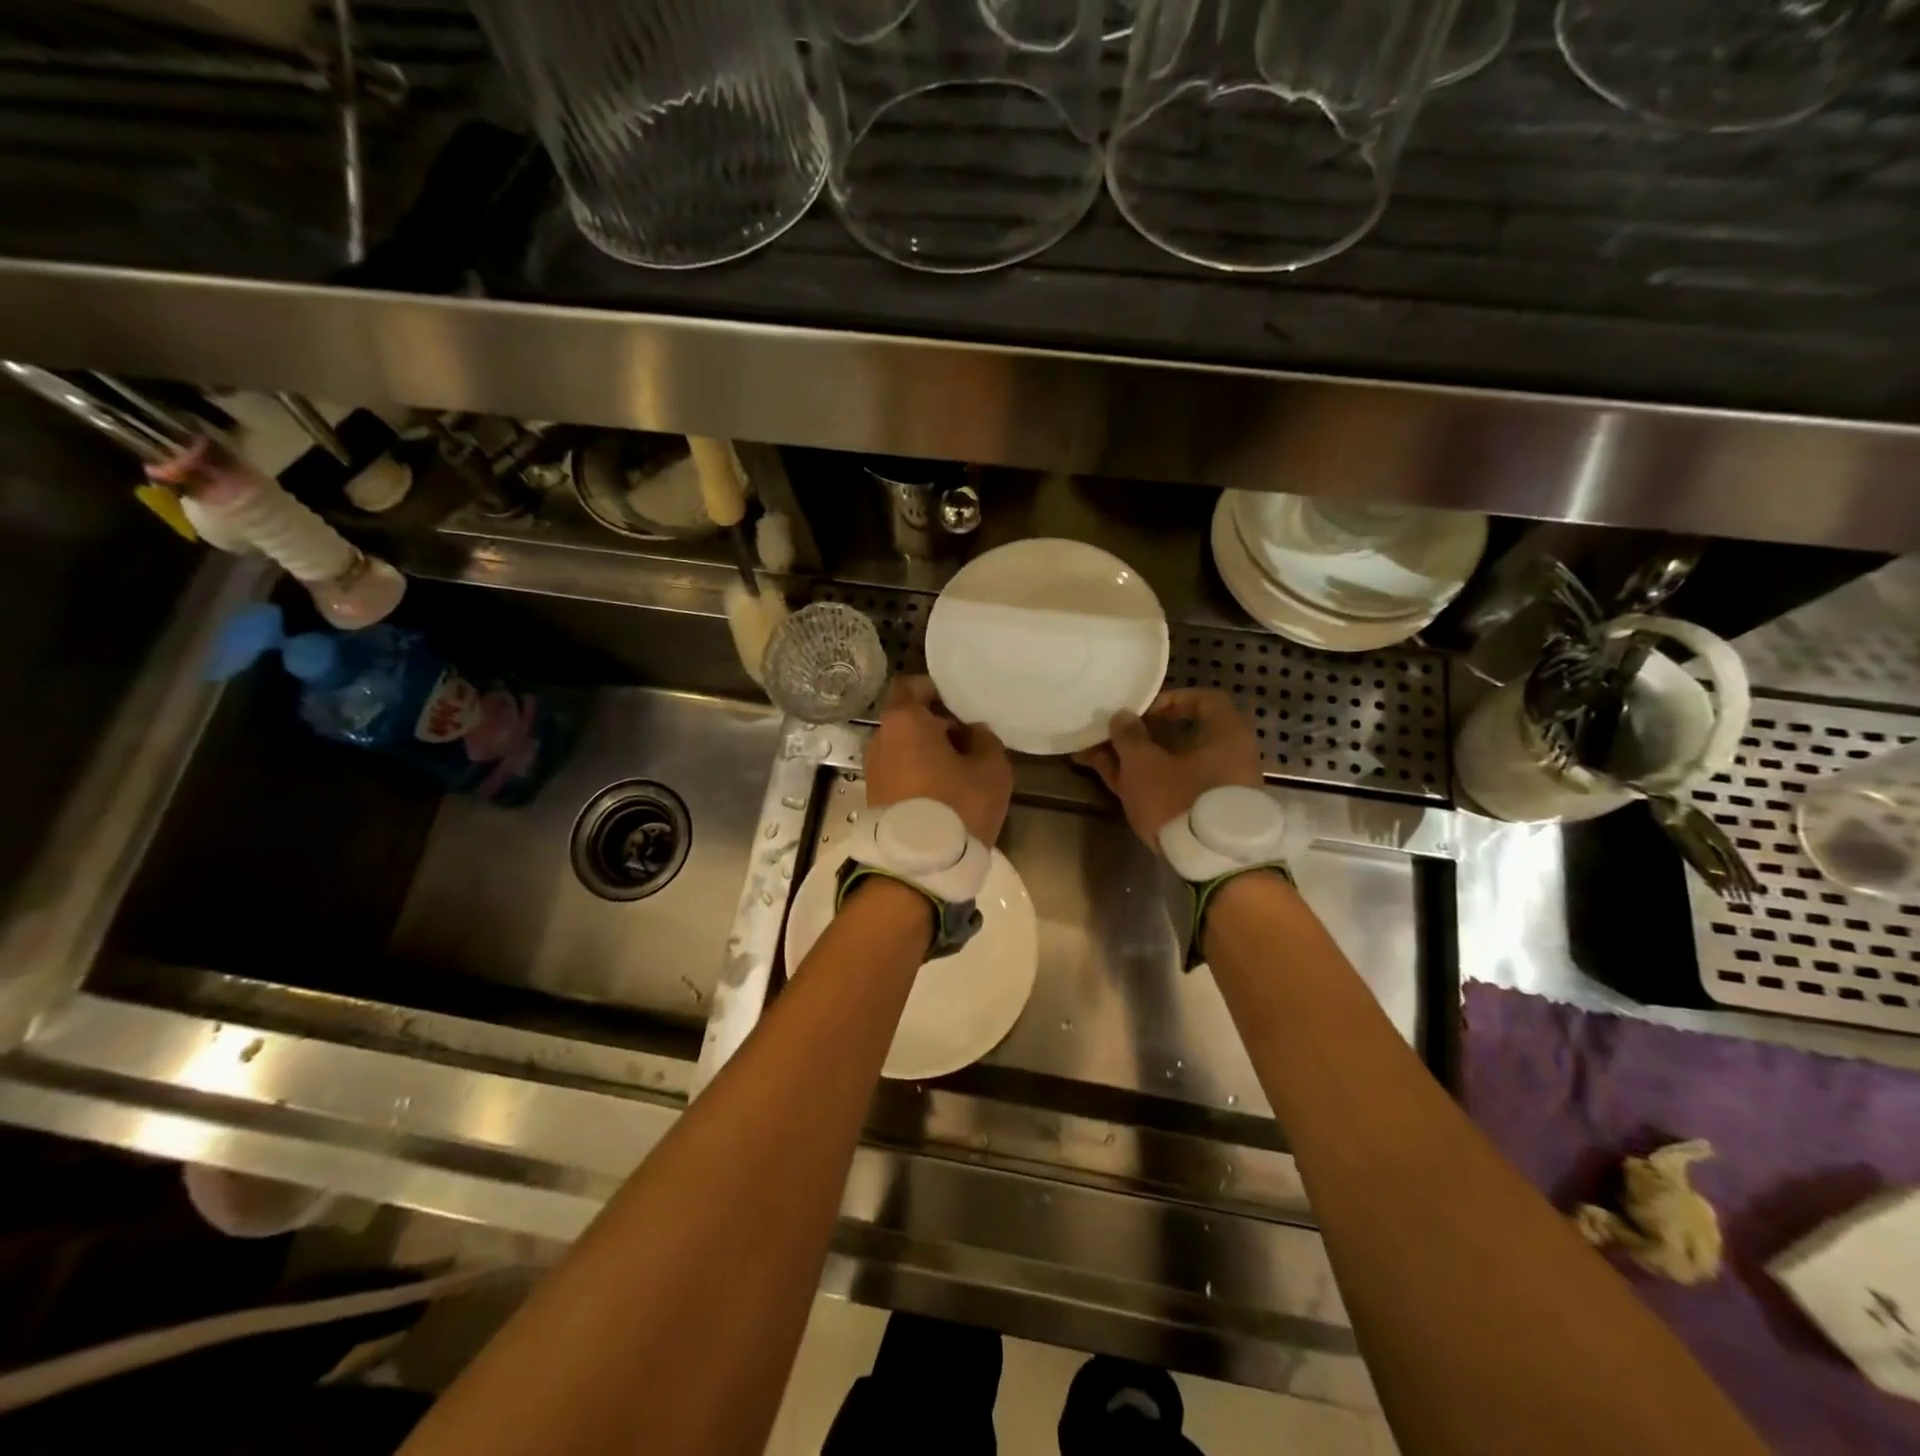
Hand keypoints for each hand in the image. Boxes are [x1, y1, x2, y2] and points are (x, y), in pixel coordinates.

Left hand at [865, 676, 1012, 843]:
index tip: (960, 707)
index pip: (912, 686)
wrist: (918, 867)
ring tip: (958, 772)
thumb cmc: (957, 806)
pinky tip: (942, 794)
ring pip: (903, 748)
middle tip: (968, 742)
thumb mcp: (991, 768)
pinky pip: (898, 772)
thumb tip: (971, 732)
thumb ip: (984, 738)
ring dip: (927, 753)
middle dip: (936, 725)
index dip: (936, 691)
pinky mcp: (873, 797)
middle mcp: (881, 739)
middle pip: (908, 719)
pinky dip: (917, 774)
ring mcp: (873, 770)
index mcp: (904, 720)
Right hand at [1072, 688, 1261, 845]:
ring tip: (1092, 756)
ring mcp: (1214, 789)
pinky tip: (1109, 778)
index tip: (1141, 711)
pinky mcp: (1200, 814)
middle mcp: (1226, 758)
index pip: (1204, 700)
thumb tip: (1122, 716)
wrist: (1210, 863)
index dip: (1170, 700)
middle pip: (1179, 736)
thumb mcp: (1145, 764)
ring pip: (1168, 765)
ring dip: (1132, 759)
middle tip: (1107, 735)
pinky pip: (1169, 787)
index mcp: (1226, 735)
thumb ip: (1129, 736)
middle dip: (1138, 735)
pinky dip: (1142, 781)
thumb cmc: (1180, 798)